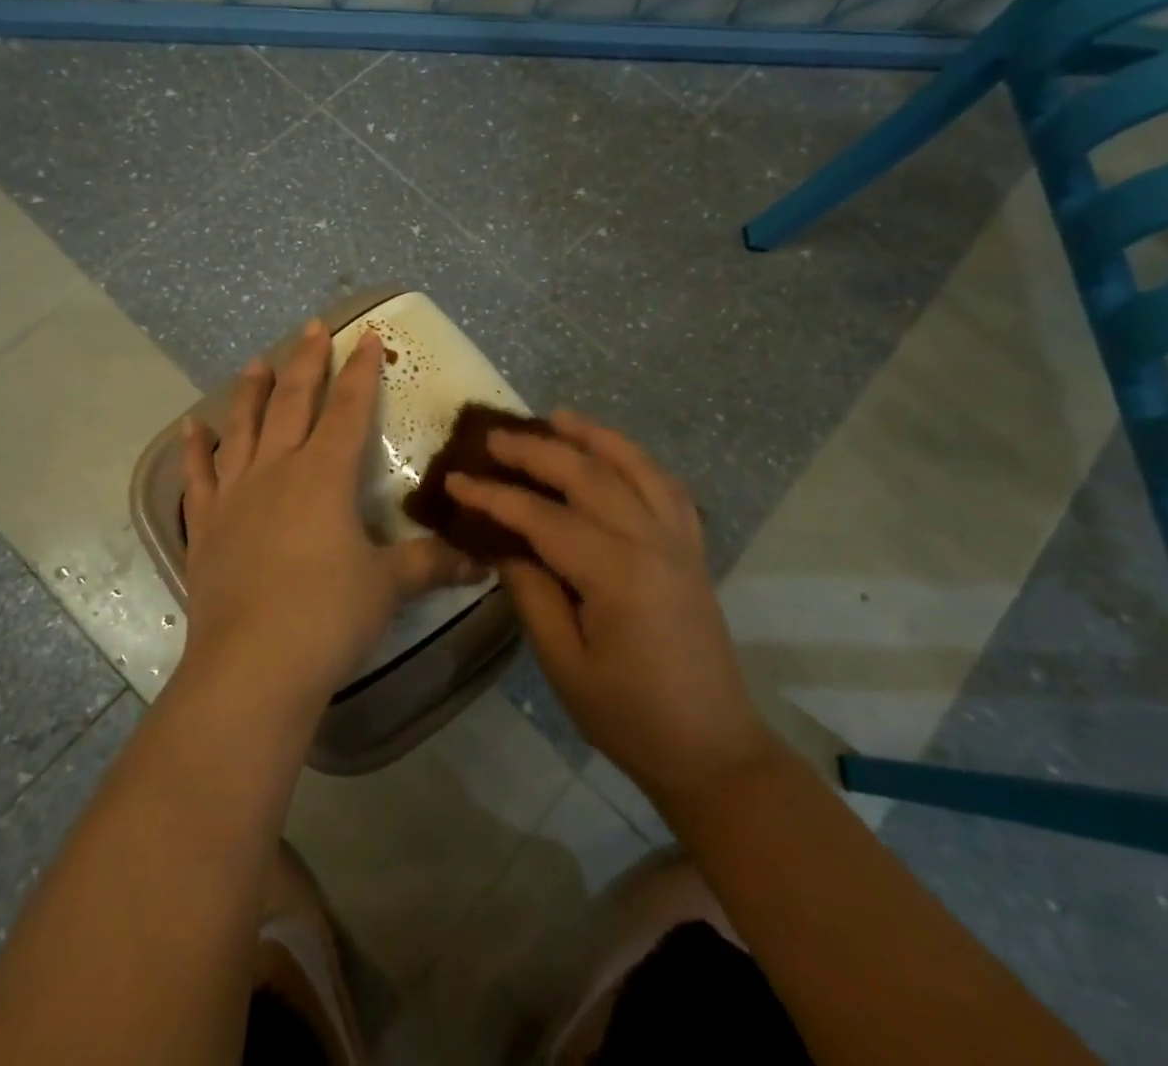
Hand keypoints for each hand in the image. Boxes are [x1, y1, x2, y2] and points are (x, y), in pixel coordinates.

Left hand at [180, 321, 473, 709]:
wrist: (252, 666)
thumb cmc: (328, 617)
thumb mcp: (389, 587)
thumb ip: (433, 564)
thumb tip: (483, 561)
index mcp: (325, 476)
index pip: (349, 409)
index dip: (360, 371)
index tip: (365, 336)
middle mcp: (278, 471)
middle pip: (293, 403)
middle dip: (306, 362)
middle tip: (311, 327)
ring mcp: (236, 495)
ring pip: (243, 428)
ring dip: (251, 392)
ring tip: (256, 362)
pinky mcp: (206, 526)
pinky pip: (198, 477)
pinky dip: (194, 450)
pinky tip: (191, 427)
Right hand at [444, 412, 773, 808]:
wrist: (711, 749)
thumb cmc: (629, 716)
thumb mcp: (564, 664)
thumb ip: (532, 595)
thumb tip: (506, 546)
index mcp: (616, 573)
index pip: (543, 518)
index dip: (494, 496)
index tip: (456, 480)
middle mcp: (651, 542)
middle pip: (588, 475)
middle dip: (536, 451)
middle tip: (494, 437)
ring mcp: (679, 541)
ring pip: (635, 466)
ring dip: (594, 436)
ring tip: (557, 418)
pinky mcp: (692, 549)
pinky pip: (667, 487)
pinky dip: (638, 460)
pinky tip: (615, 454)